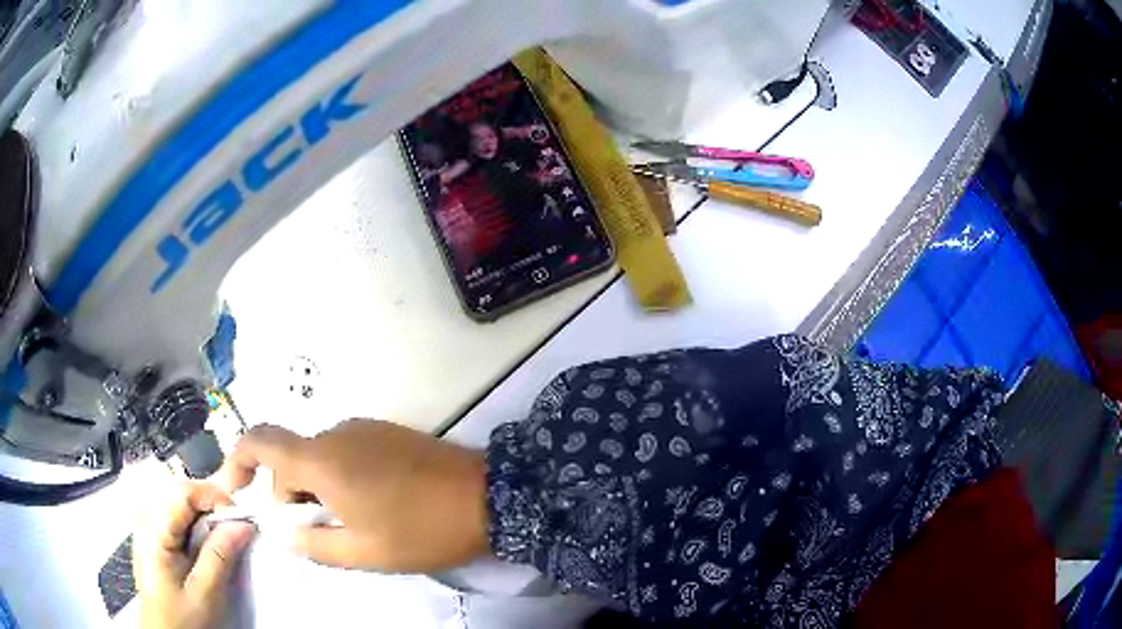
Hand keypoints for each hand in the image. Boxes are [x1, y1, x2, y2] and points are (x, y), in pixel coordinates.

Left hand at [134, 481, 253, 628]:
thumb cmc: (181, 620)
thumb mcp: (205, 594)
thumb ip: (220, 557)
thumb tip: (243, 525)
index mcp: (155, 531)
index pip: (185, 493)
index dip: (215, 497)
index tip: (241, 518)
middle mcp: (146, 521)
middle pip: (181, 494)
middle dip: (212, 507)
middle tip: (236, 530)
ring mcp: (146, 527)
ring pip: (179, 504)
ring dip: (205, 516)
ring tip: (223, 539)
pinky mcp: (151, 537)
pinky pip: (174, 517)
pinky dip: (194, 525)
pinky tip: (204, 544)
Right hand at [221, 420, 488, 571]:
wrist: (488, 497)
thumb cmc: (420, 530)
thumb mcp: (363, 552)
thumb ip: (313, 544)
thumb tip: (283, 534)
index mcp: (322, 459)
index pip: (260, 440)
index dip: (238, 459)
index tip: (234, 489)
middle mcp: (337, 433)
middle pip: (290, 456)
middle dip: (288, 493)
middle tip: (314, 531)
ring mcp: (366, 429)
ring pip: (318, 456)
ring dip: (315, 488)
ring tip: (347, 524)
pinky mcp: (389, 433)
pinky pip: (345, 451)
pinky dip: (338, 476)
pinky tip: (369, 504)